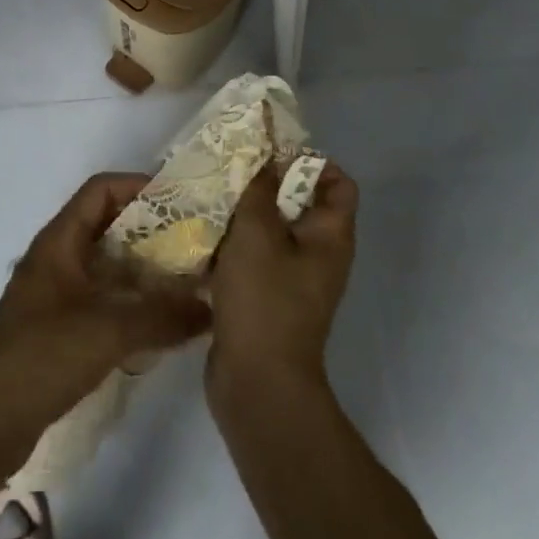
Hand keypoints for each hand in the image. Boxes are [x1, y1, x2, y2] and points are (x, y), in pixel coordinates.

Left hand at [0, 173, 210, 445]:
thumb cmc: (40, 356)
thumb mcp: (107, 330)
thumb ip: (161, 316)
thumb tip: (210, 308)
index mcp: (60, 240)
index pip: (101, 191)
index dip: (139, 186)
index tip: (181, 200)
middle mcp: (58, 259)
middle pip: (109, 228)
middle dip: (152, 232)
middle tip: (196, 244)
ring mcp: (57, 296)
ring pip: (108, 269)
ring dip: (145, 272)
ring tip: (189, 283)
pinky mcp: (60, 332)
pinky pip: (104, 303)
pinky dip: (132, 306)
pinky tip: (162, 325)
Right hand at [206, 161, 358, 403]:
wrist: (257, 385)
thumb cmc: (265, 299)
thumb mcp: (257, 232)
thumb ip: (259, 187)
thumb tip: (263, 154)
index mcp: (330, 236)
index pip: (337, 182)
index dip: (310, 161)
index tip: (270, 153)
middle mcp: (318, 254)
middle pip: (299, 202)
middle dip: (265, 182)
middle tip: (229, 168)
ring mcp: (292, 279)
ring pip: (270, 229)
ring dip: (243, 212)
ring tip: (209, 194)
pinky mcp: (266, 298)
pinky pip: (252, 257)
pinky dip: (232, 243)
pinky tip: (201, 232)